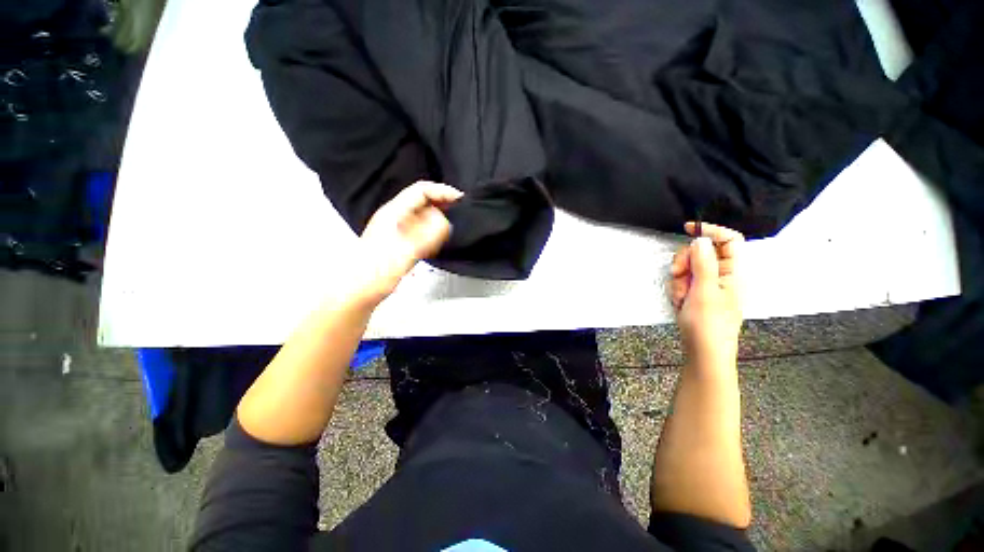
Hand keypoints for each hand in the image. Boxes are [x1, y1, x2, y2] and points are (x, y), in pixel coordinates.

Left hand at [350, 181, 462, 302]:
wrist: (358, 291)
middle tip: (459, 210)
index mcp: (394, 213)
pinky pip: (421, 228)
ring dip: (438, 217)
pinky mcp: (400, 241)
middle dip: (442, 202)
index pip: (421, 191)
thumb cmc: (374, 272)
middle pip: (422, 200)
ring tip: (450, 227)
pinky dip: (432, 230)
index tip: (459, 198)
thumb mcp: (405, 252)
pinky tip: (437, 240)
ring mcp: (397, 229)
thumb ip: (427, 235)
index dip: (441, 191)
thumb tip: (445, 222)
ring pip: (422, 215)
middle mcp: (395, 217)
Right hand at [669, 222, 744, 363]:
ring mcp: (709, 286)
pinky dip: (677, 289)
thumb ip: (703, 263)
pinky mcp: (697, 294)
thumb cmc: (708, 324)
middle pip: (701, 252)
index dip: (711, 230)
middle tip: (678, 275)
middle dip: (685, 262)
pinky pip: (683, 281)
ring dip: (679, 279)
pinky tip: (679, 302)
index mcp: (734, 272)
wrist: (703, 353)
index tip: (686, 229)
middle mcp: (723, 276)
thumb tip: (701, 239)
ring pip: (688, 267)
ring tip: (680, 297)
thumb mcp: (704, 291)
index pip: (729, 240)